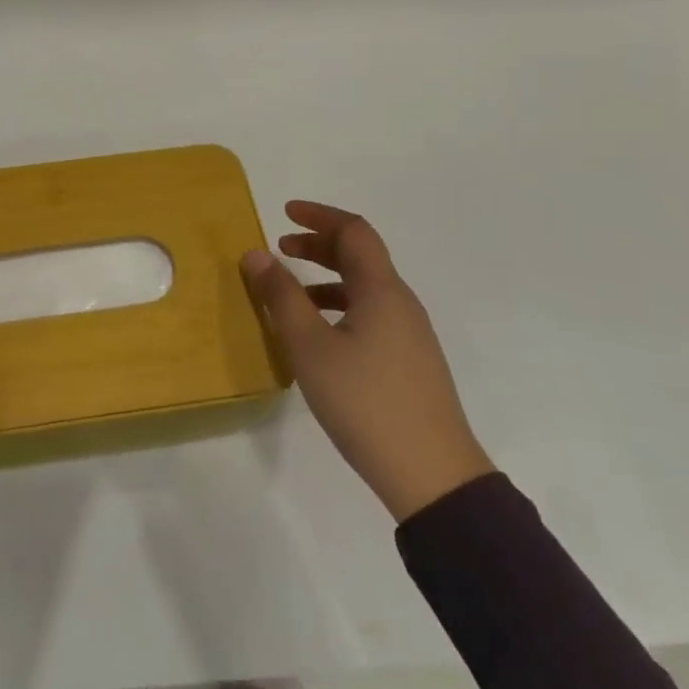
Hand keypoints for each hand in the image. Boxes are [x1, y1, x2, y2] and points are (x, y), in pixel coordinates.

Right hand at [242, 200, 493, 520]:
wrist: (432, 476)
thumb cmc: (365, 401)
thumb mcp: (310, 347)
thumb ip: (281, 296)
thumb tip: (256, 253)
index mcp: (382, 290)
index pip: (354, 231)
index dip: (319, 216)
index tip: (285, 213)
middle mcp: (401, 303)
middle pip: (360, 256)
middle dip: (319, 245)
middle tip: (281, 249)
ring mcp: (410, 335)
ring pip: (365, 288)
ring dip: (327, 278)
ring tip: (291, 294)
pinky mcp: (410, 362)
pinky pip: (371, 314)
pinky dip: (339, 306)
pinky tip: (319, 336)